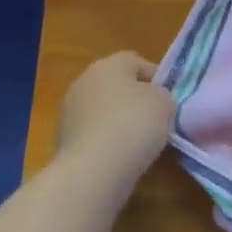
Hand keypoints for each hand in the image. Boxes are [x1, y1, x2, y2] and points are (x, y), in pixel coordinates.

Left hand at [57, 51, 174, 176]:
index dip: (156, 79)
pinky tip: (119, 156)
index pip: (137, 62)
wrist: (93, 169)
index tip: (169, 100)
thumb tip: (153, 99)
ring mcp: (69, 110)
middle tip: (155, 120)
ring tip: (139, 142)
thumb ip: (162, 95)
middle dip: (135, 100)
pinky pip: (93, 132)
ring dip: (119, 121)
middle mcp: (84, 81)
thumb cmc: (134, 125)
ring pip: (103, 110)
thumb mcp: (164, 103)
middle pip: (117, 85)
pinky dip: (106, 140)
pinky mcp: (62, 138)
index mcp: (109, 65)